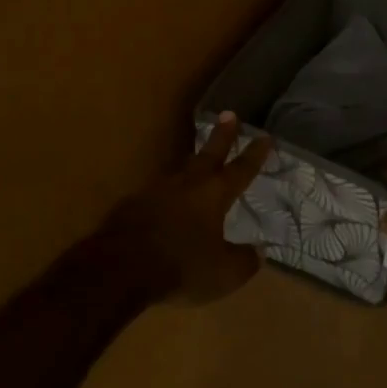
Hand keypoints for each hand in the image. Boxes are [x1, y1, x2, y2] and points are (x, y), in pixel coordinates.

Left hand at [96, 113, 271, 303]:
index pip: (241, 169)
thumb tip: (258, 252)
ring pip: (181, 170)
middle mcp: (188, 184)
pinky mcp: (134, 203)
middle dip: (222, 135)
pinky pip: (157, 192)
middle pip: (209, 154)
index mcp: (214, 194)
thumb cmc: (181, 266)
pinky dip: (167, 193)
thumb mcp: (224, 273)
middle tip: (229, 114)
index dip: (255, 154)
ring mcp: (157, 190)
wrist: (121, 267)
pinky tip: (165, 201)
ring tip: (198, 158)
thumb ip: (244, 261)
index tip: (265, 135)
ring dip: (192, 162)